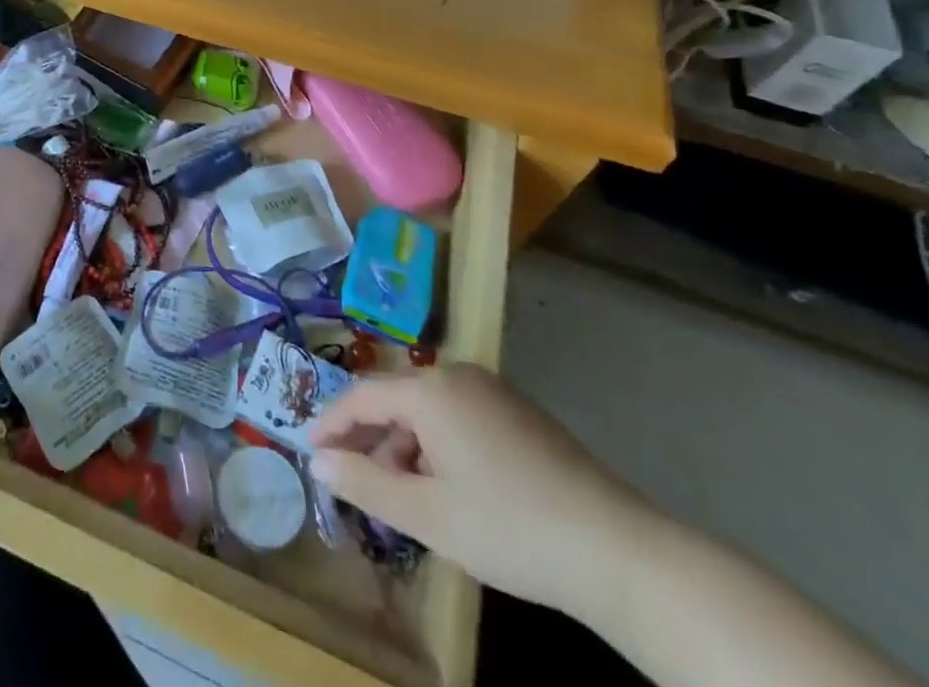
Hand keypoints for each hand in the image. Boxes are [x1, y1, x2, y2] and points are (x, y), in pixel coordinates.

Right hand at [309, 364, 658, 617]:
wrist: (620, 552)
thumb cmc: (510, 529)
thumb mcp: (428, 515)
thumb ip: (365, 483)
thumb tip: (318, 461)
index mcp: (430, 389)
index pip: (362, 396)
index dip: (331, 423)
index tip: (309, 450)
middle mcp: (457, 375)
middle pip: (395, 400)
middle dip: (370, 439)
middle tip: (353, 480)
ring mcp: (492, 390)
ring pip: (427, 410)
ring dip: (405, 446)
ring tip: (400, 496)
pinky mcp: (519, 412)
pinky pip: (457, 417)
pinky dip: (437, 445)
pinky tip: (445, 487)